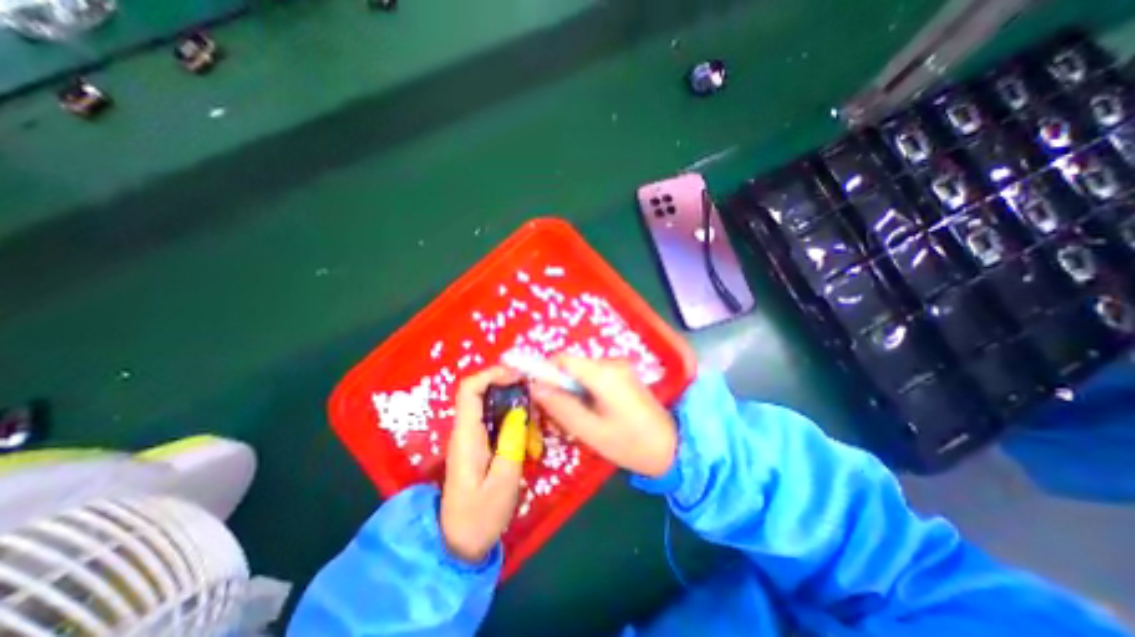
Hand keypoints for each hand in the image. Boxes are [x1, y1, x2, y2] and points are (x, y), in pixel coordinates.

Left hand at [443, 366, 528, 563]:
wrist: (459, 545)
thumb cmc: (480, 516)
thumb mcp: (503, 482)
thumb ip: (512, 443)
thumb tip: (521, 410)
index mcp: (466, 435)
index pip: (470, 389)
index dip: (493, 374)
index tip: (519, 377)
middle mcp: (466, 430)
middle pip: (483, 392)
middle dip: (511, 389)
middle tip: (536, 400)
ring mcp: (473, 437)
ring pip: (494, 406)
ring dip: (517, 408)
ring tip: (536, 426)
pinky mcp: (481, 445)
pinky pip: (498, 421)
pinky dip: (516, 422)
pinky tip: (530, 438)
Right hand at [531, 359, 677, 477]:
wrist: (673, 448)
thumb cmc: (630, 444)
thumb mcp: (590, 431)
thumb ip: (561, 407)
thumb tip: (535, 386)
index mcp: (603, 374)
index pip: (563, 359)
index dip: (545, 370)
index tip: (537, 390)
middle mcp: (612, 362)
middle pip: (573, 365)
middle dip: (561, 385)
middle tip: (561, 414)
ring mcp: (621, 367)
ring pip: (583, 371)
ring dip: (574, 389)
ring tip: (582, 417)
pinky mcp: (624, 374)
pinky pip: (596, 376)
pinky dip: (587, 390)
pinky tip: (595, 412)